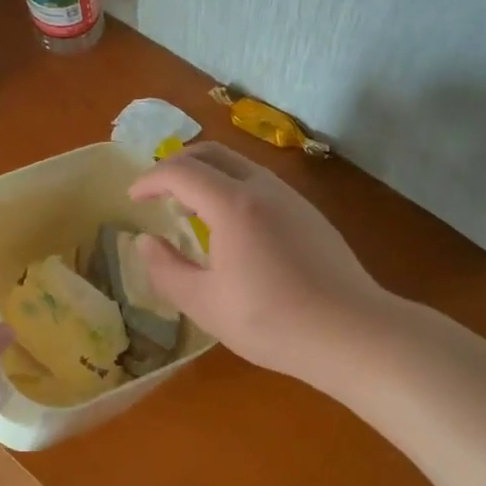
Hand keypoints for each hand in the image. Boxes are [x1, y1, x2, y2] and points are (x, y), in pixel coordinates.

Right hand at [128, 143, 389, 387]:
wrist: (353, 332)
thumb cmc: (272, 321)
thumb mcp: (205, 304)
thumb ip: (166, 269)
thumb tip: (145, 242)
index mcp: (232, 204)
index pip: (180, 172)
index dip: (150, 179)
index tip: (132, 197)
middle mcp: (262, 188)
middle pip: (212, 153)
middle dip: (177, 165)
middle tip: (157, 192)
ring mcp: (291, 198)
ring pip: (239, 165)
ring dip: (207, 175)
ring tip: (191, 209)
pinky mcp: (309, 214)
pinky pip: (260, 183)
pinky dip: (232, 188)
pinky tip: (232, 227)